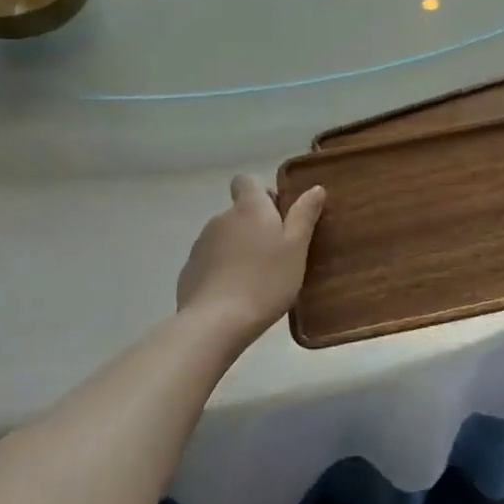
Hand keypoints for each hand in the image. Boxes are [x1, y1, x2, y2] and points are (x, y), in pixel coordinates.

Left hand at [176, 176, 325, 339]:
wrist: (216, 322)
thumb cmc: (267, 280)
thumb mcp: (296, 248)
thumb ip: (304, 216)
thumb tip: (315, 188)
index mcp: (249, 208)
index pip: (246, 182)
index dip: (261, 194)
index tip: (277, 215)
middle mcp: (221, 218)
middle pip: (239, 212)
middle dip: (255, 226)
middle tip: (277, 254)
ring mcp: (201, 244)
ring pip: (225, 238)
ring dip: (239, 249)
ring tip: (257, 278)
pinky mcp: (189, 270)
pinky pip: (211, 261)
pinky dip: (223, 270)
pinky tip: (235, 294)